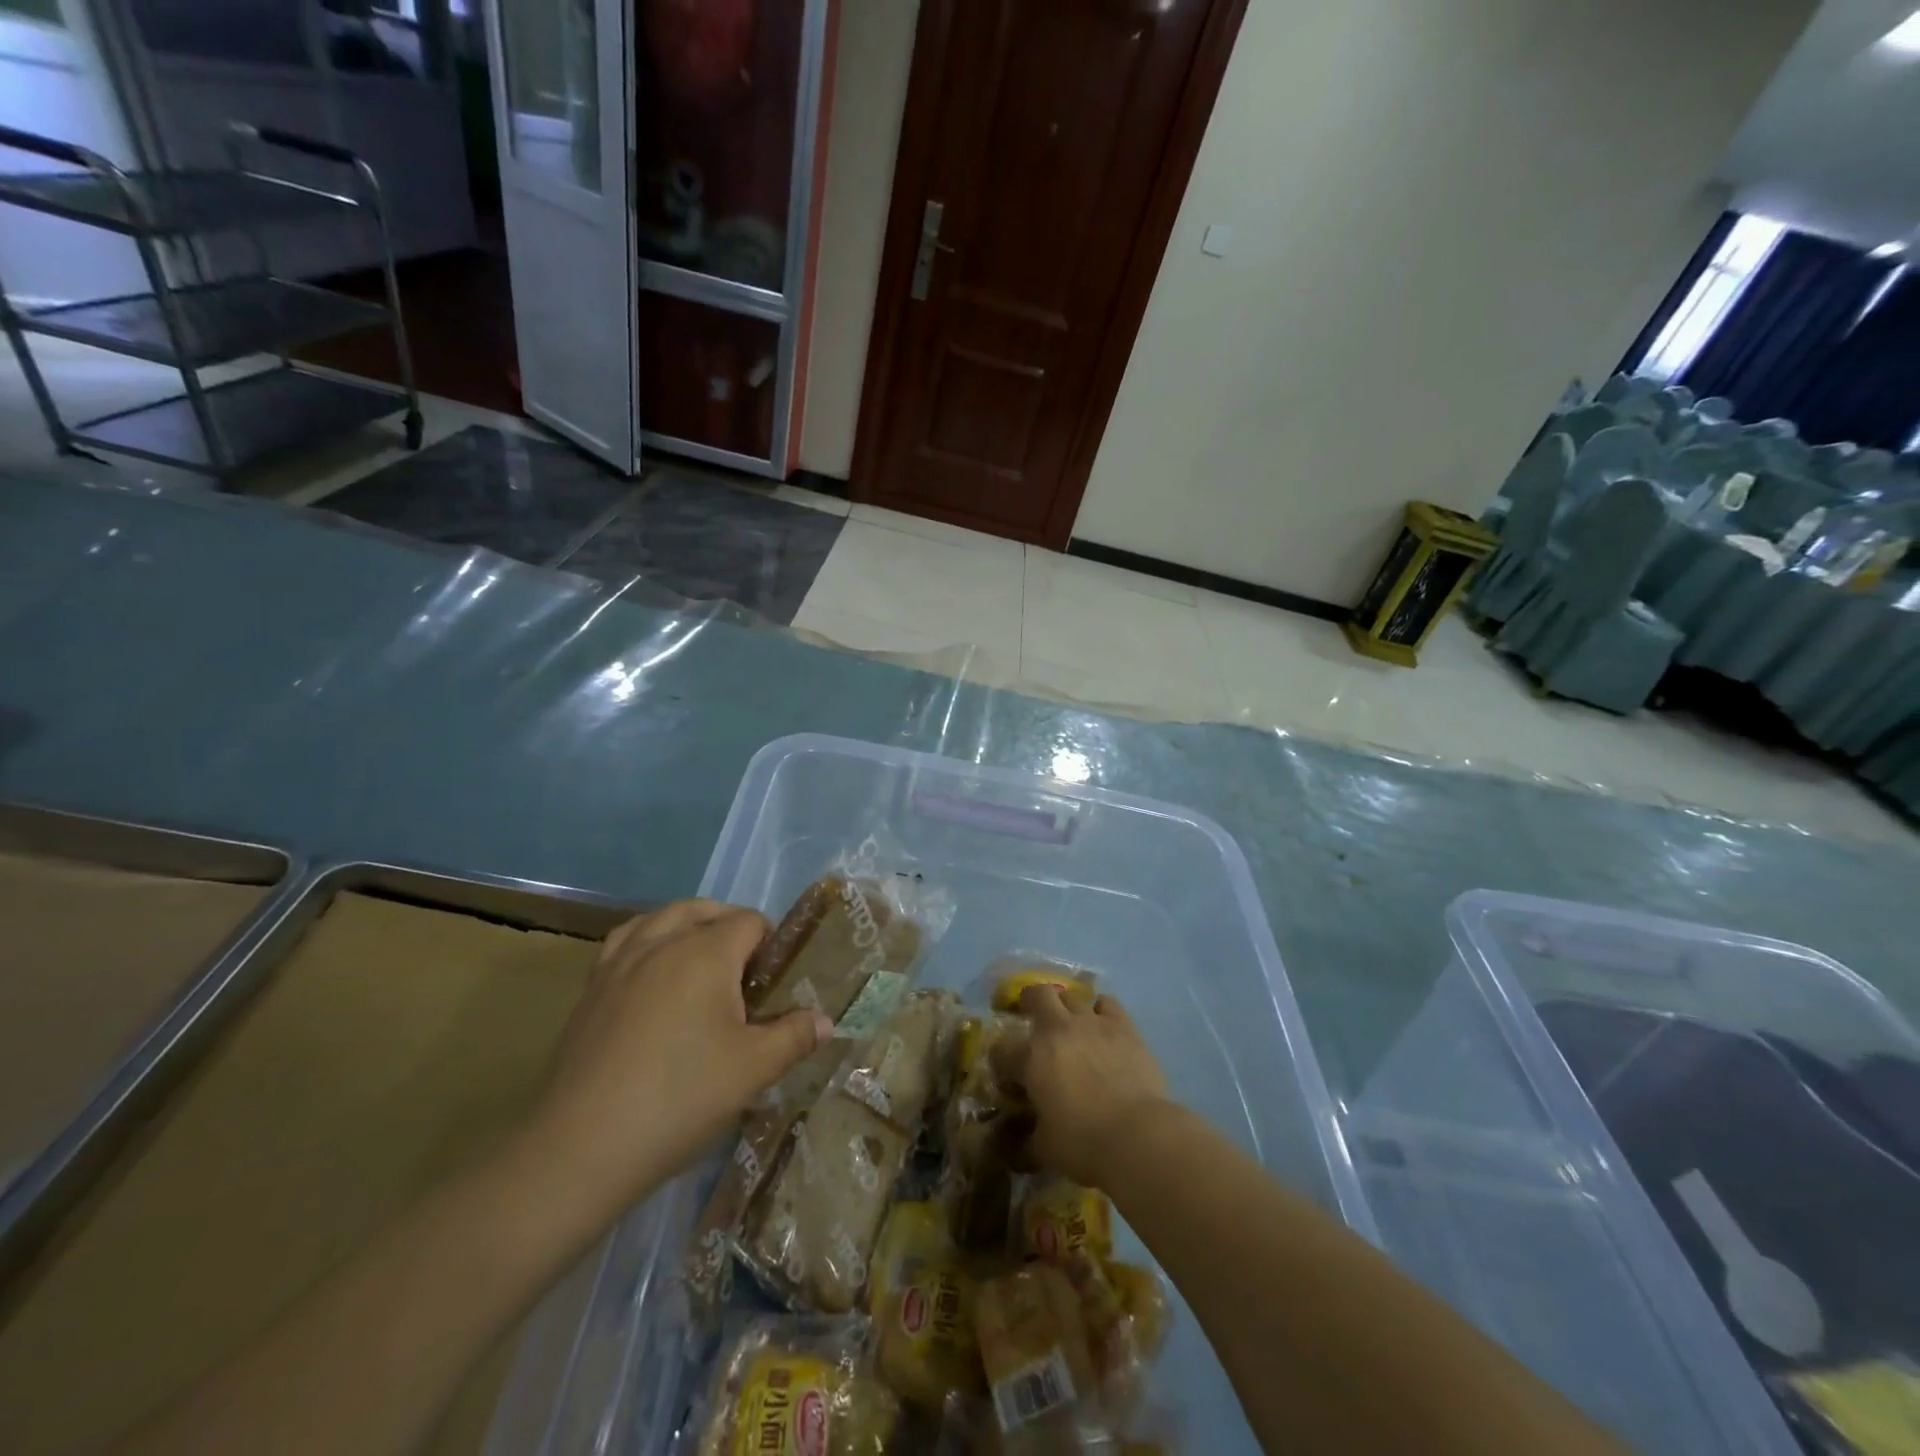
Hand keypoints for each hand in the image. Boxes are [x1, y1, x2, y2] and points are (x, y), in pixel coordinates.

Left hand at [526, 900, 832, 1223]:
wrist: (581, 1147)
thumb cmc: (680, 1098)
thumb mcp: (753, 1070)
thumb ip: (794, 1036)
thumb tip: (826, 1021)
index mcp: (705, 952)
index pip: (749, 922)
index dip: (771, 944)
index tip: (776, 983)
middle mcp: (661, 943)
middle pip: (703, 910)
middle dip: (729, 926)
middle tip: (745, 972)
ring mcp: (620, 963)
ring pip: (659, 918)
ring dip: (686, 926)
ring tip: (700, 960)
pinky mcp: (590, 990)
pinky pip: (624, 942)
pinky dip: (646, 941)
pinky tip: (652, 975)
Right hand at [999, 987, 1170, 1189]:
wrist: (1137, 1135)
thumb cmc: (1083, 1143)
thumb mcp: (1045, 1149)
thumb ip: (1027, 1140)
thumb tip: (1016, 1147)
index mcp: (1031, 1058)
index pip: (1002, 1049)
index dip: (1001, 1061)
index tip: (1009, 1076)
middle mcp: (1057, 1029)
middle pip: (1037, 995)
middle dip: (1031, 1002)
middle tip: (1034, 1016)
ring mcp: (1091, 1022)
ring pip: (1072, 995)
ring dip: (1067, 1007)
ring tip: (1072, 1023)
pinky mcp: (1123, 1025)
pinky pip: (1107, 1003)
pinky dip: (1101, 1010)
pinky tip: (1104, 1025)